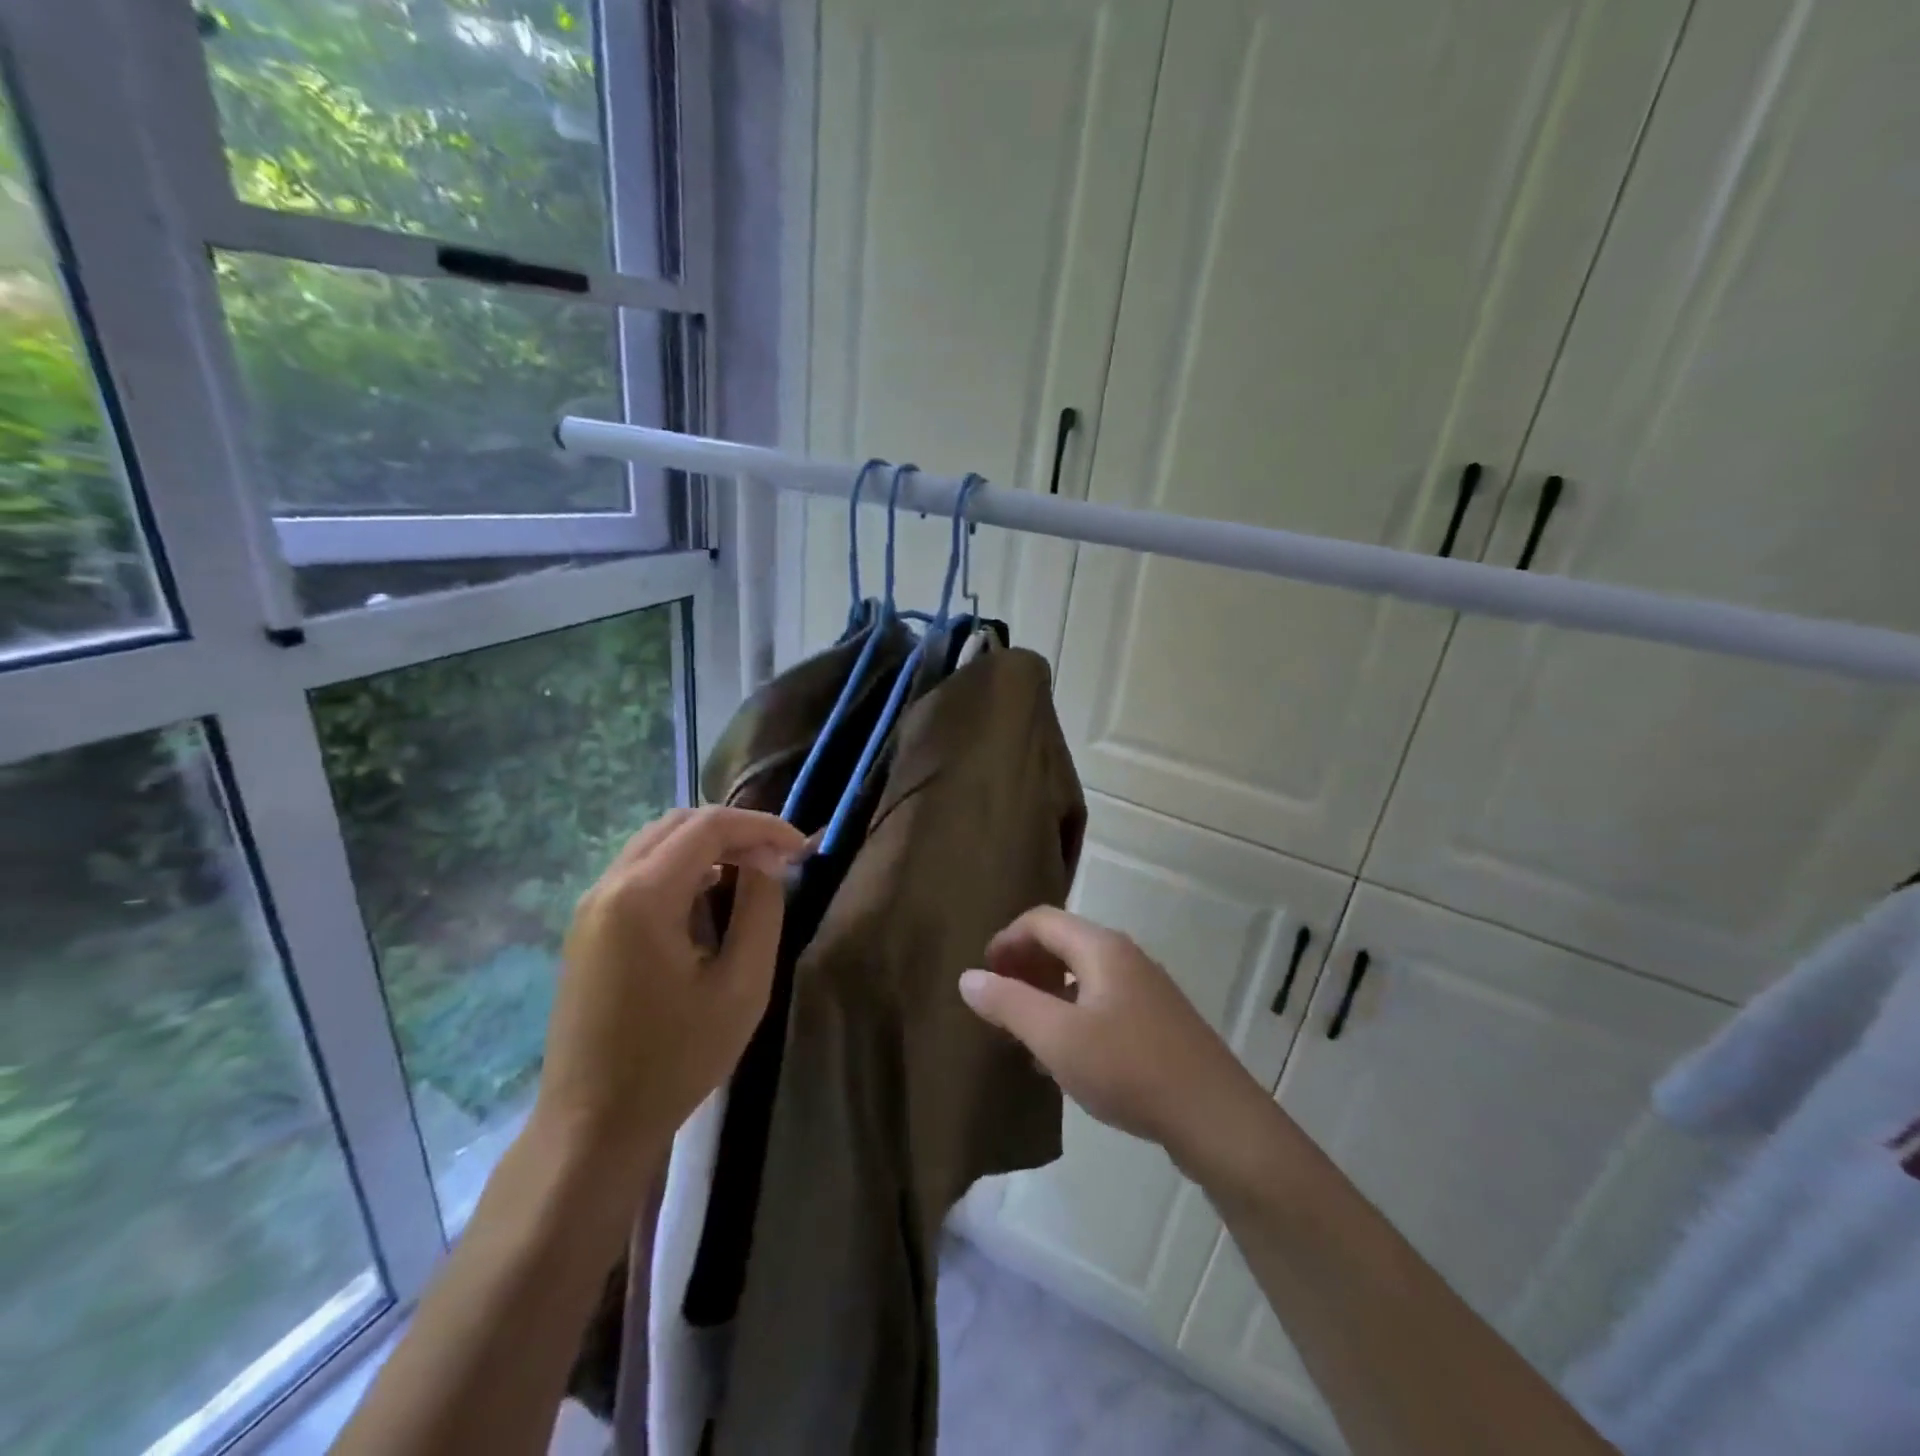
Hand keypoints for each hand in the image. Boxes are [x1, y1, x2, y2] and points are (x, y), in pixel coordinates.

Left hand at [531, 807, 805, 1193]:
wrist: (591, 1124)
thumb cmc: (675, 1059)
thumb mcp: (741, 986)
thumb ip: (761, 910)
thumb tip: (768, 862)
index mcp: (642, 896)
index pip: (709, 826)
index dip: (762, 827)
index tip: (802, 848)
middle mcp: (608, 886)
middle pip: (679, 823)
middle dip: (735, 830)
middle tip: (778, 859)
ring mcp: (591, 905)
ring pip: (656, 842)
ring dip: (708, 845)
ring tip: (751, 873)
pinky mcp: (587, 926)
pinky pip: (639, 871)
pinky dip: (682, 866)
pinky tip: (709, 898)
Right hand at [958, 907, 1269, 1162]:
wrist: (1217, 1119)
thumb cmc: (1129, 1069)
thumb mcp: (1057, 1038)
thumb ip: (1009, 1003)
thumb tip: (968, 977)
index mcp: (1101, 948)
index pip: (1041, 920)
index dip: (1005, 941)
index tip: (982, 976)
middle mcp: (1124, 957)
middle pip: (1062, 942)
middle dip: (1024, 966)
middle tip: (998, 1002)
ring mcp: (1145, 989)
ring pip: (1082, 975)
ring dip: (1046, 993)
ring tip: (1023, 1031)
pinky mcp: (1156, 1022)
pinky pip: (1101, 1002)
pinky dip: (1071, 1015)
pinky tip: (1063, 1058)